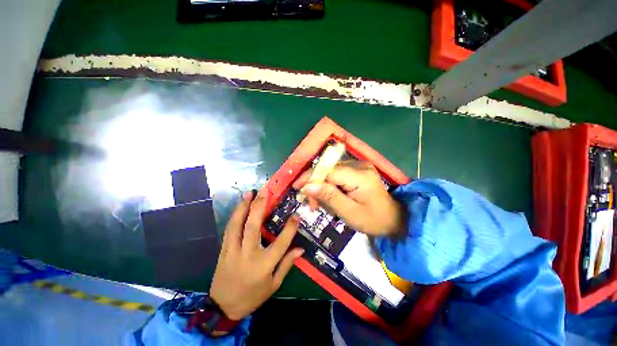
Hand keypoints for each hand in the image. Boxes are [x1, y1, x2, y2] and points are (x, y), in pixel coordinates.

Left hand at [209, 189, 303, 320]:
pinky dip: (235, 216)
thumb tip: (301, 249)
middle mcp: (248, 254)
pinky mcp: (223, 250)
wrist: (223, 308)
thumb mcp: (274, 284)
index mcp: (264, 265)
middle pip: (253, 226)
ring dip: (243, 207)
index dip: (290, 228)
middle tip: (265, 192)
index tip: (296, 215)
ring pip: (237, 224)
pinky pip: (229, 229)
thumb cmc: (252, 296)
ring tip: (249, 193)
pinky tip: (239, 206)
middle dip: (259, 206)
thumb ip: (287, 264)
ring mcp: (233, 251)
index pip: (281, 242)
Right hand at [293, 161, 405, 235]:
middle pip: (328, 170)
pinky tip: (330, 196)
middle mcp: (359, 165)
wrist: (394, 219)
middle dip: (316, 185)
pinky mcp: (358, 169)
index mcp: (360, 176)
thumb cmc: (373, 220)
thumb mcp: (349, 213)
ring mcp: (360, 165)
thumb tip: (307, 186)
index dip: (310, 178)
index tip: (297, 188)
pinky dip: (330, 184)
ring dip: (322, 186)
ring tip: (320, 203)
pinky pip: (337, 173)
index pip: (328, 171)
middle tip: (312, 204)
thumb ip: (329, 197)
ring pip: (331, 171)